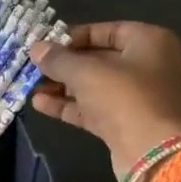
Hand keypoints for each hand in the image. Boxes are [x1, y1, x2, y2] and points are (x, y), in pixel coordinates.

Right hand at [30, 22, 180, 177]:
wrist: (149, 151)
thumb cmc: (123, 97)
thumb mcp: (86, 72)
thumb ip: (58, 59)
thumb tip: (36, 49)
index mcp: (149, 42)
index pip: (107, 31)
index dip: (75, 36)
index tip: (47, 44)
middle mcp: (146, 66)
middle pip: (98, 59)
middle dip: (65, 65)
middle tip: (34, 66)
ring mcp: (135, 97)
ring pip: (93, 86)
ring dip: (62, 86)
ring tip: (31, 86)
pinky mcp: (123, 123)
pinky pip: (92, 108)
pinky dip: (68, 106)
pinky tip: (39, 104)